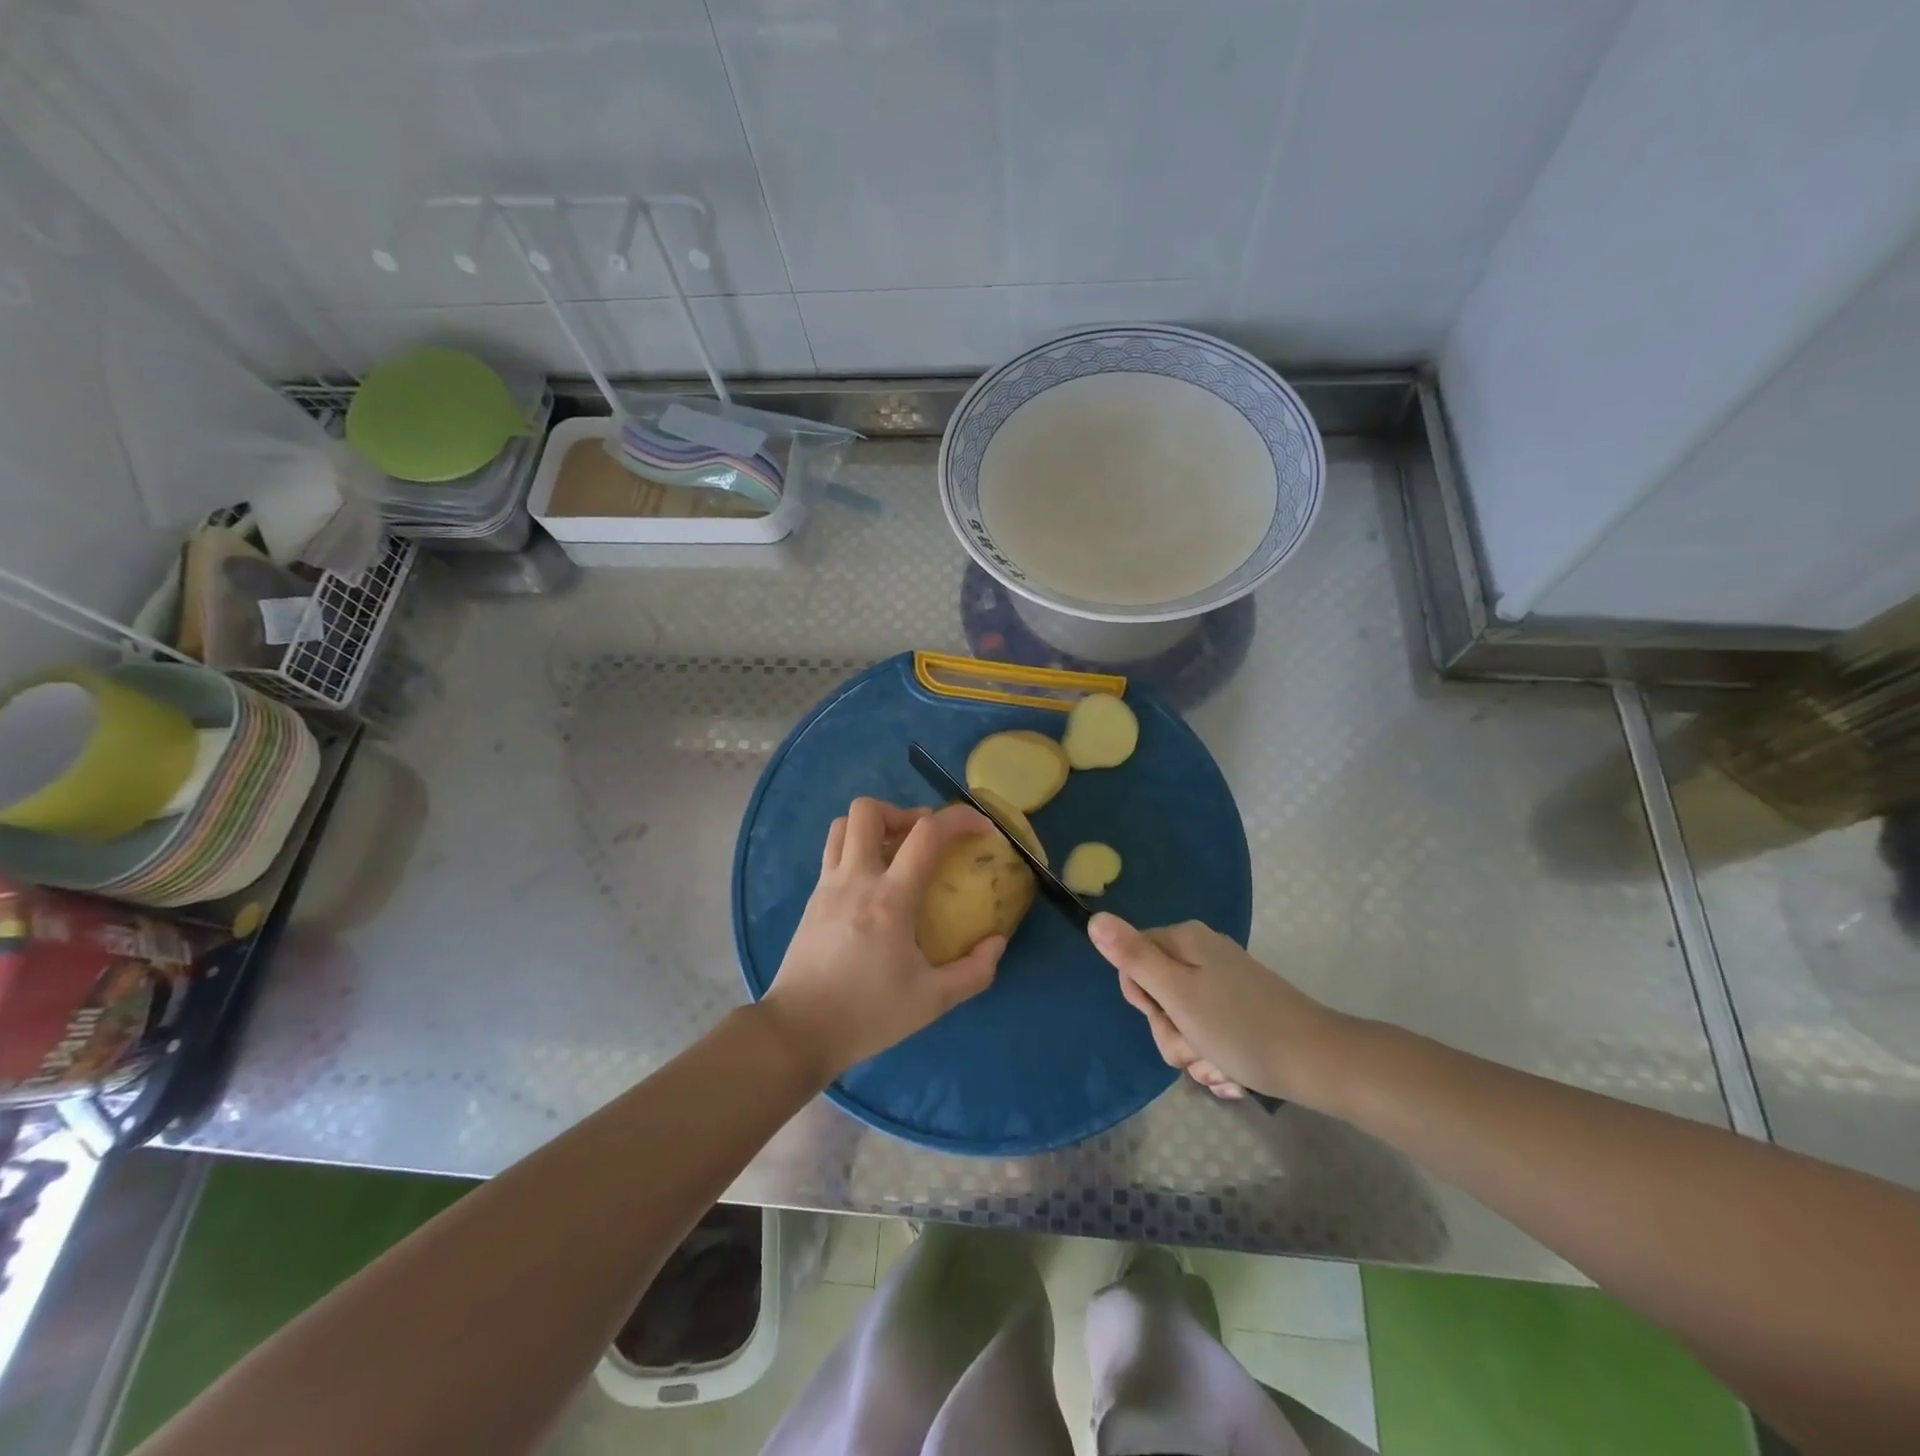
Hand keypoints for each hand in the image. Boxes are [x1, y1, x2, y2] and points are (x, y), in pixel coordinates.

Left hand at [759, 797, 1007, 1081]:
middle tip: (923, 839)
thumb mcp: (933, 1001)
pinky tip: (873, 885)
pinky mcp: (812, 900)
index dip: (960, 819)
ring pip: (842, 825)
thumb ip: (974, 972)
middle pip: (868, 810)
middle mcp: (855, 879)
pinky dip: (857, 850)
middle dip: (902, 812)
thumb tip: (997, 942)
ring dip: (874, 826)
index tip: (982, 828)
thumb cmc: (867, 1014)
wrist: (798, 1032)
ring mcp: (827, 886)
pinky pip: (833, 853)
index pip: (927, 834)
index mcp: (889, 898)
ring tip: (897, 853)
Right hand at [1088, 913, 1344, 1104]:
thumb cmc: (1240, 1027)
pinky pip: (1208, 1030)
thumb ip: (1133, 957)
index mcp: (1185, 941)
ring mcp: (1224, 981)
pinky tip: (1230, 1073)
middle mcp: (1203, 953)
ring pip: (1181, 1018)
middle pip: (1157, 993)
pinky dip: (1213, 1054)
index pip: (1132, 962)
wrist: (1318, 1063)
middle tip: (1193, 1046)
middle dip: (1169, 1031)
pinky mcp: (1242, 1008)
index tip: (1167, 1016)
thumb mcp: (1176, 994)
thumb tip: (1095, 918)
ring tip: (1216, 1066)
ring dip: (1191, 1050)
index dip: (1143, 998)